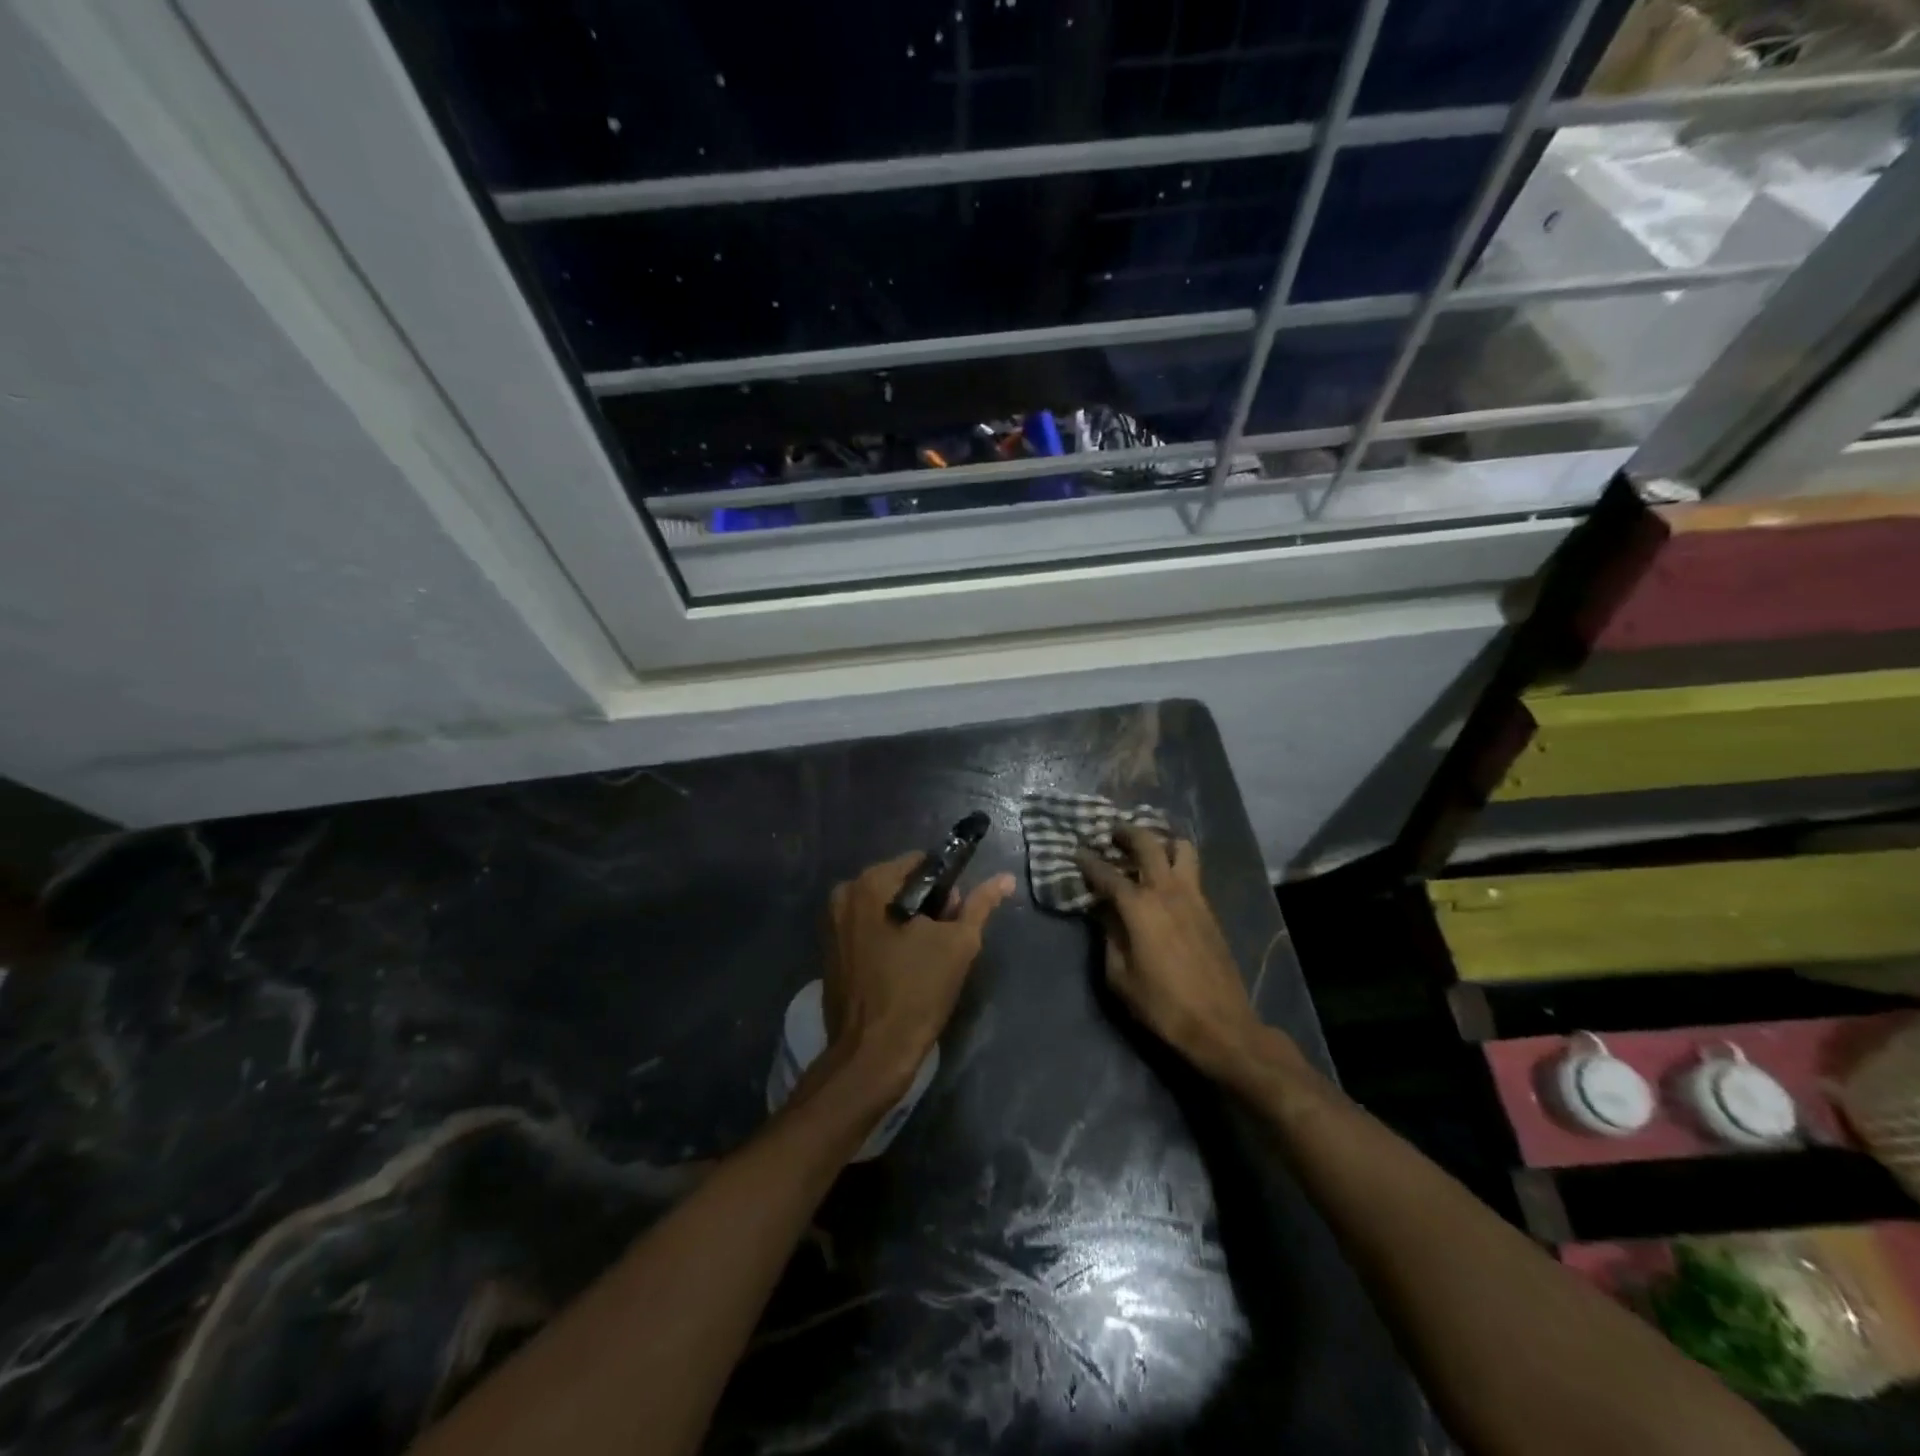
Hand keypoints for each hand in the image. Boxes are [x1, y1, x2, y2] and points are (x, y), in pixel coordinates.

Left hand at [821, 853, 1015, 1097]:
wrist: (872, 1053)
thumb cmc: (917, 992)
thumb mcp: (959, 944)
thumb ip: (980, 905)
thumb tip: (1004, 878)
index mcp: (871, 884)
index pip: (921, 863)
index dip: (947, 885)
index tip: (956, 915)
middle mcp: (845, 895)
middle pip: (900, 883)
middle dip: (927, 904)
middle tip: (945, 939)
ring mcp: (832, 923)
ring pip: (884, 907)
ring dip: (908, 922)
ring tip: (927, 956)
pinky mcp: (830, 950)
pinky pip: (867, 928)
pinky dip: (887, 937)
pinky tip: (903, 965)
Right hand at [1075, 828, 1265, 1081]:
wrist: (1221, 1024)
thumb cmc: (1162, 1005)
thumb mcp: (1120, 977)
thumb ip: (1109, 937)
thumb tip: (1105, 913)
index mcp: (1140, 907)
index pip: (1107, 874)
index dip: (1088, 862)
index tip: (1076, 852)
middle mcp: (1167, 891)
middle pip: (1147, 844)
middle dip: (1126, 833)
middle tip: (1111, 832)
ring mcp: (1193, 896)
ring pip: (1181, 848)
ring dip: (1160, 841)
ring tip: (1146, 848)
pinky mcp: (1209, 909)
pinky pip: (1192, 870)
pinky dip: (1176, 861)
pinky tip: (1164, 875)